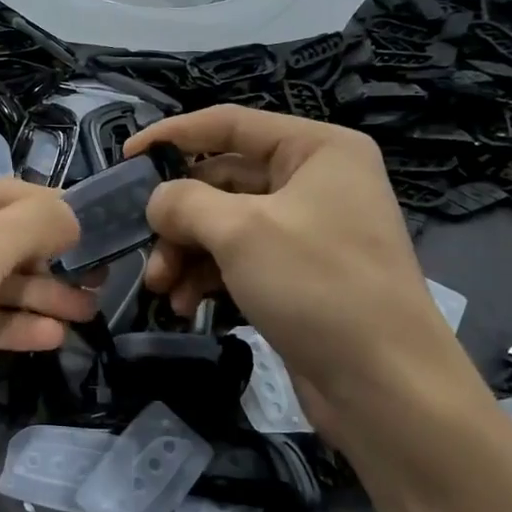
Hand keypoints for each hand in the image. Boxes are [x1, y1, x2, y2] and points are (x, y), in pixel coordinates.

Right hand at [125, 106, 481, 437]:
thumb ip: (185, 202)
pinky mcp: (299, 276)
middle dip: (179, 216)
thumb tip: (156, 200)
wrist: (386, 387)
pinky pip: (239, 260)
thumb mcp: (241, 231)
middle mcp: (314, 182)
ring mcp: (308, 231)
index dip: (173, 135)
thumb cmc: (317, 285)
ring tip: (159, 287)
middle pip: (223, 180)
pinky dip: (207, 277)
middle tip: (144, 246)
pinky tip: (183, 304)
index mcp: (316, 149)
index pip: (230, 123)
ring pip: (226, 225)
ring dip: (186, 252)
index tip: (125, 157)